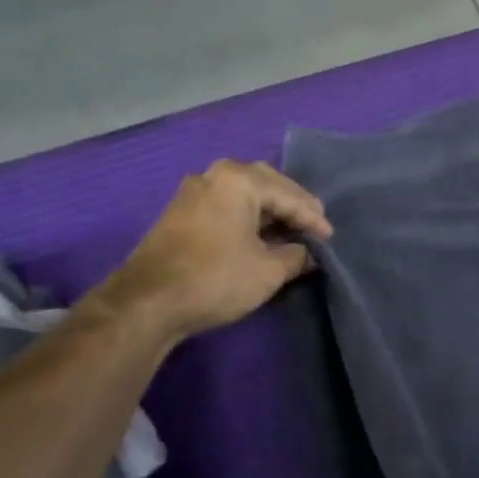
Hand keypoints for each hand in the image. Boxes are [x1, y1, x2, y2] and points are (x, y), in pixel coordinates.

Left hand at [115, 160, 331, 339]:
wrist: (148, 301)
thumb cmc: (216, 279)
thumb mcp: (268, 270)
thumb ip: (296, 256)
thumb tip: (307, 253)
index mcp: (238, 180)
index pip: (289, 195)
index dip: (313, 218)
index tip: (330, 238)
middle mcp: (213, 176)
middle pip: (265, 183)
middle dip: (292, 204)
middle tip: (314, 223)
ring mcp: (192, 193)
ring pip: (242, 193)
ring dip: (268, 209)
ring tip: (291, 229)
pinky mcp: (180, 214)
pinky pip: (225, 205)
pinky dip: (247, 216)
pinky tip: (260, 234)